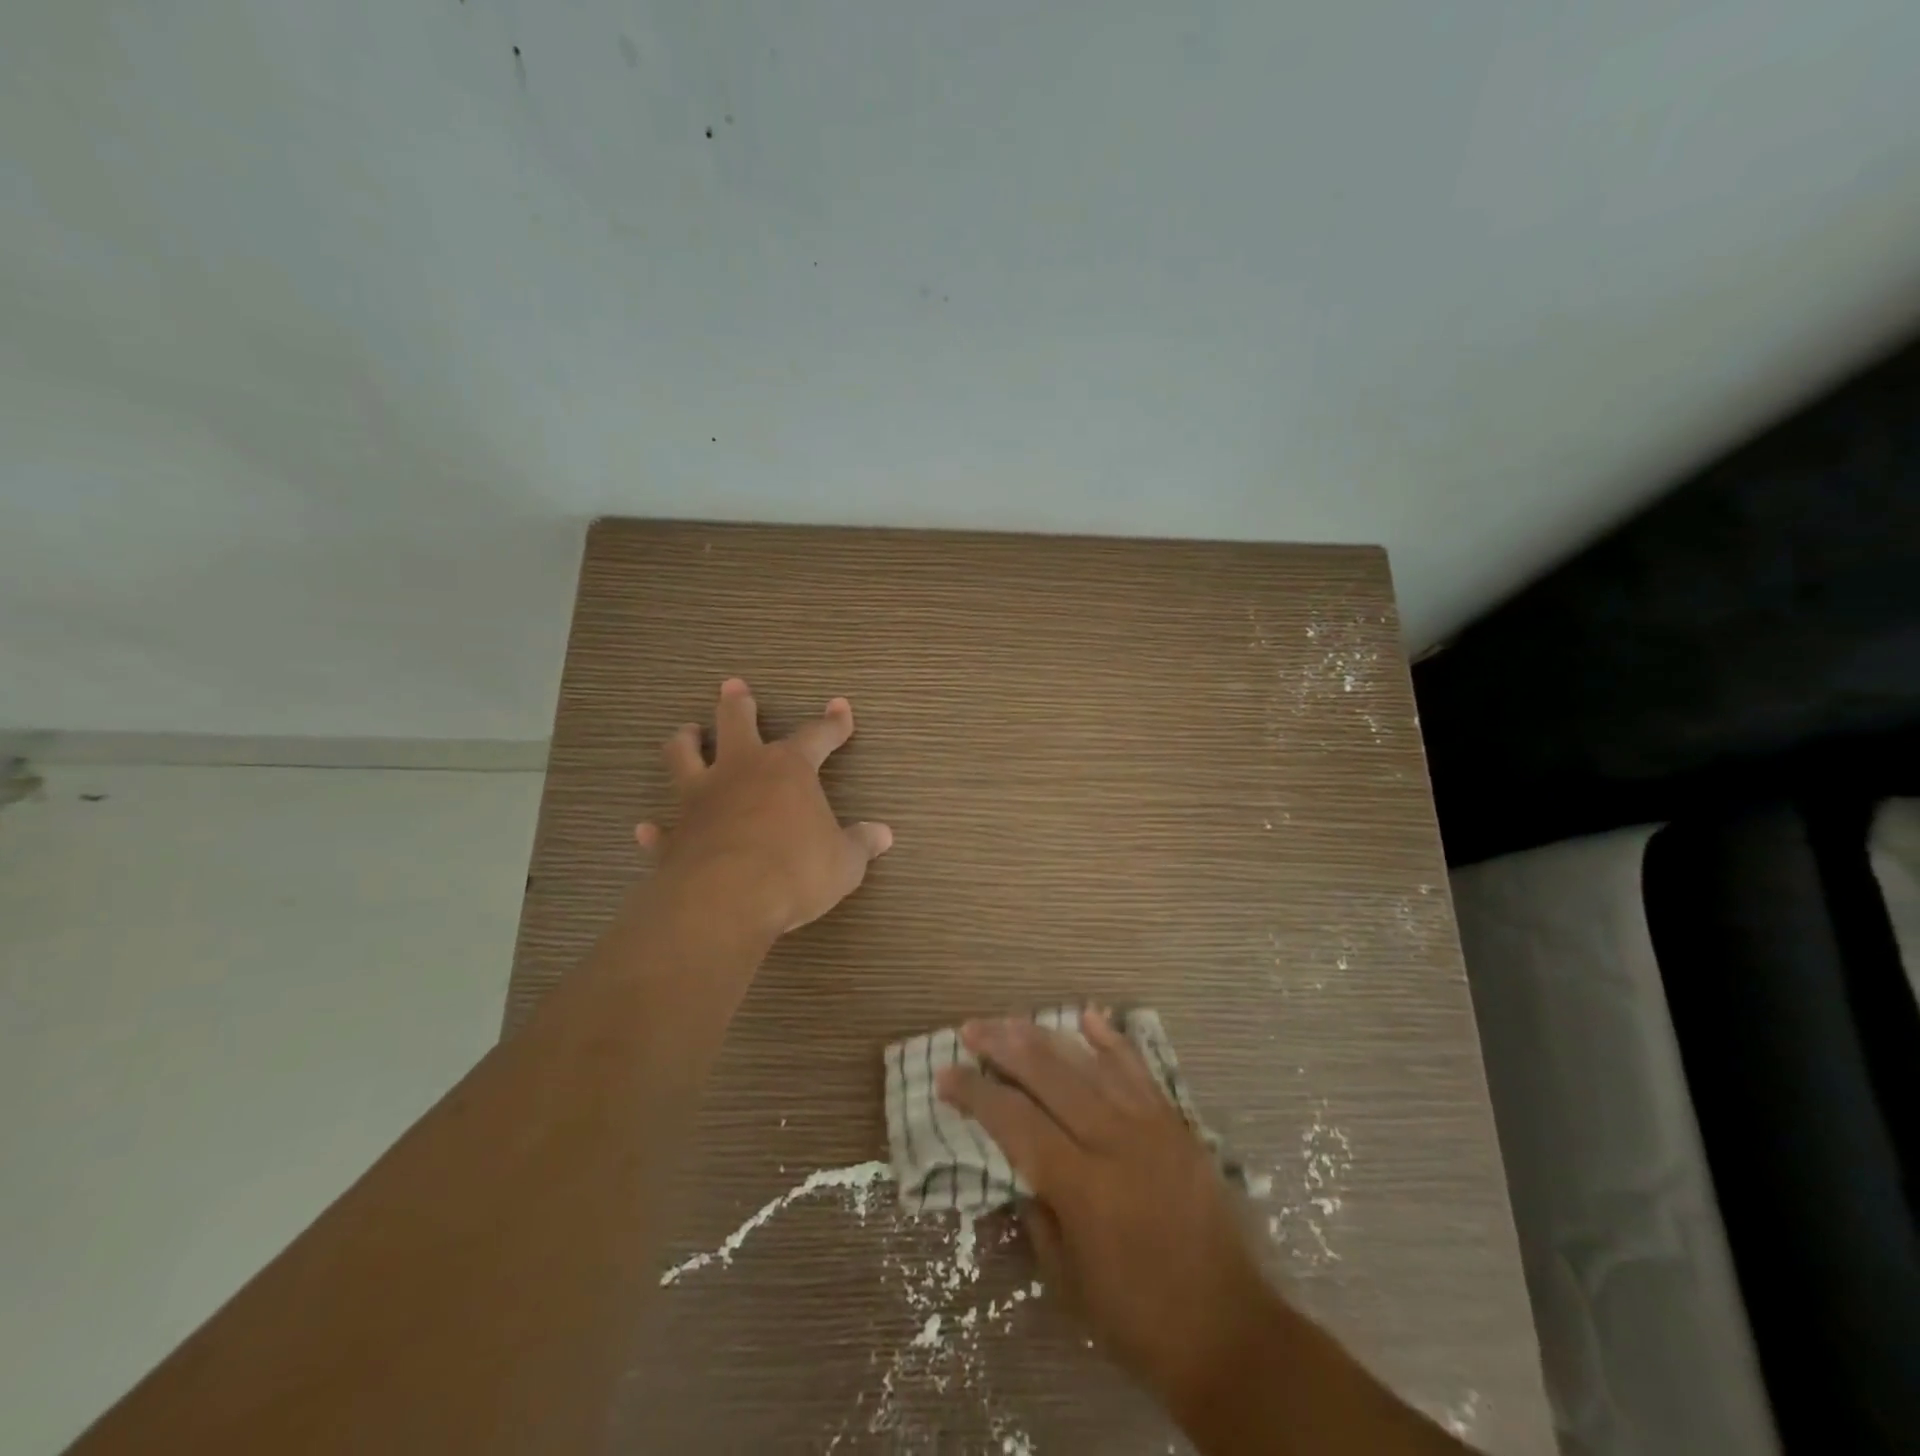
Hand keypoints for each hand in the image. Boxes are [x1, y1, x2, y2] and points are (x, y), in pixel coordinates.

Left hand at [635, 679, 892, 941]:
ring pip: (683, 756)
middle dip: (738, 704)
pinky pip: (661, 828)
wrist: (726, 900)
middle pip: (735, 722)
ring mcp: (700, 800)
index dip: (833, 723)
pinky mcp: (674, 836)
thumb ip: (861, 844)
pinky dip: (656, 828)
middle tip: (733, 687)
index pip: (816, 736)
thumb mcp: (844, 862)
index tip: (840, 707)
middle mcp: (741, 772)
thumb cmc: (795, 871)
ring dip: (685, 741)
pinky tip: (647, 829)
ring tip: (686, 732)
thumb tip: (883, 834)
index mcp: (788, 770)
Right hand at [937, 1010, 1271, 1418]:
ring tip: (1011, 1019)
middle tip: (971, 1029)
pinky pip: (1139, 1071)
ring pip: (1089, 1065)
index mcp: (1082, 1186)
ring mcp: (1151, 1126)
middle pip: (1049, 1077)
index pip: (1016, 1122)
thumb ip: (1037, 1214)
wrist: (1231, 1332)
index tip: (946, 1075)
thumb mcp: (1068, 1281)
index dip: (977, 1095)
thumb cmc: (1138, 1320)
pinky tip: (1088, 1017)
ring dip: (1045, 1037)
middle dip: (1004, 1048)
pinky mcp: (1176, 1124)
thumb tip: (1018, 1168)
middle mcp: (1114, 1142)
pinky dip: (1112, 1041)